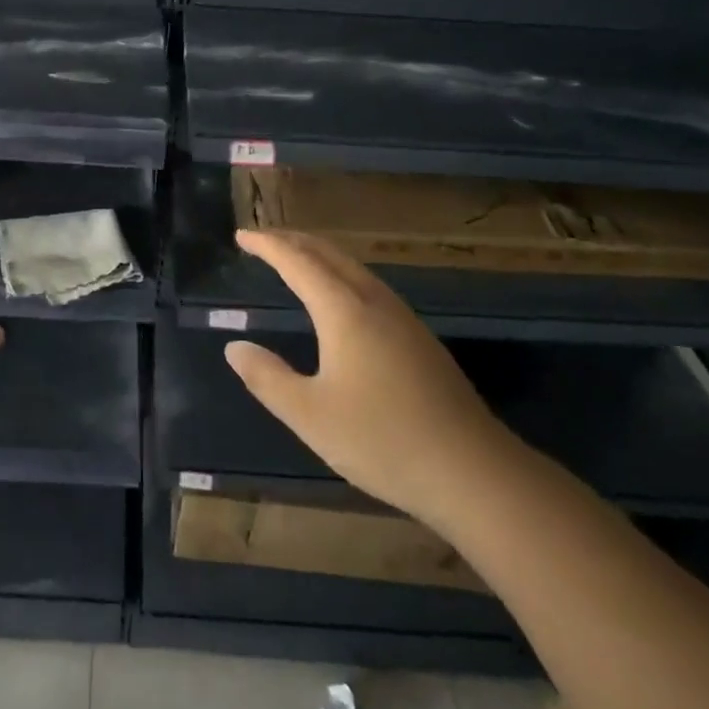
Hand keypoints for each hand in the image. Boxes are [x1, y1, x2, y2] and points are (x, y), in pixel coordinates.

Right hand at [224, 230, 520, 528]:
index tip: (242, 236)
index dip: (268, 245)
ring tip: (295, 259)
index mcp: (344, 310)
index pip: (297, 262)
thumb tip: (235, 347)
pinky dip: (340, 275)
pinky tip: (341, 299)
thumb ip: (267, 377)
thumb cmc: (382, 440)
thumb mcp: (310, 415)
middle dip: (293, 240)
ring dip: (319, 255)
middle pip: (329, 254)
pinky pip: (369, 286)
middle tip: (263, 239)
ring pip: (353, 268)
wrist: (474, 472)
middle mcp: (374, 302)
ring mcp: (403, 319)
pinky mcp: (419, 339)